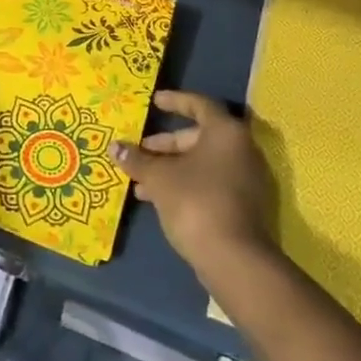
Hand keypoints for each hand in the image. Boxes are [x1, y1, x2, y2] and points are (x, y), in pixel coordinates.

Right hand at [116, 90, 275, 275]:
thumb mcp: (158, 178)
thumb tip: (115, 147)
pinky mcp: (244, 205)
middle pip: (199, 137)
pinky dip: (185, 184)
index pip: (199, 105)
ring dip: (171, 168)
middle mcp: (241, 150)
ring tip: (140, 182)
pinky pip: (209, 183)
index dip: (175, 101)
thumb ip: (137, 159)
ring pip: (202, 164)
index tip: (154, 102)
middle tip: (140, 151)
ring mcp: (245, 179)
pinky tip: (157, 199)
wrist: (234, 259)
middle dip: (165, 145)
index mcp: (225, 132)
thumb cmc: (195, 202)